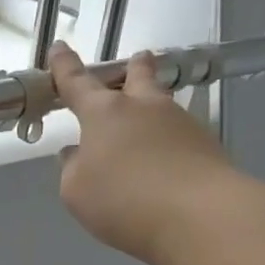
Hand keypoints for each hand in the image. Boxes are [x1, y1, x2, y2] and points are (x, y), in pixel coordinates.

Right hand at [50, 41, 234, 264]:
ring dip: (151, 107)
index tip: (59, 48)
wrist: (199, 216)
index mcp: (104, 113)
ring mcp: (179, 123)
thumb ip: (73, 168)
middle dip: (133, 68)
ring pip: (161, 104)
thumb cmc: (123, 200)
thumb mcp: (77, 191)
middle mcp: (143, 108)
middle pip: (138, 76)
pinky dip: (166, 142)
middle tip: (134, 63)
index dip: (64, 67)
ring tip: (143, 126)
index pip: (77, 82)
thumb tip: (77, 153)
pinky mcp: (205, 146)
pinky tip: (161, 163)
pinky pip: (177, 135)